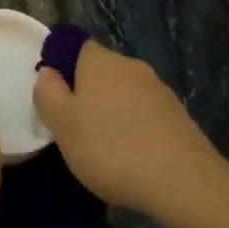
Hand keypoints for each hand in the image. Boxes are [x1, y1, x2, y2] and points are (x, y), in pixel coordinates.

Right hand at [32, 42, 224, 213]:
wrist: (180, 179)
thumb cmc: (110, 148)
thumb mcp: (63, 126)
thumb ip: (48, 95)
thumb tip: (47, 71)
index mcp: (100, 61)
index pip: (77, 48)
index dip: (63, 69)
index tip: (55, 100)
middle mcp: (131, 65)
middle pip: (102, 72)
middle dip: (88, 94)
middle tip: (75, 129)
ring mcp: (158, 88)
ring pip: (125, 93)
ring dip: (113, 112)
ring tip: (103, 149)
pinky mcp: (177, 114)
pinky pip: (146, 114)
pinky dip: (135, 128)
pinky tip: (132, 157)